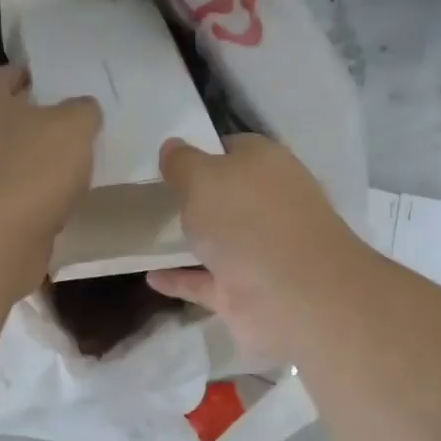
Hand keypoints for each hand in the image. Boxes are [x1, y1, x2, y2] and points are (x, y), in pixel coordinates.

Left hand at [0, 66, 101, 295]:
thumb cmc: (31, 168)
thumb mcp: (74, 126)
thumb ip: (83, 111)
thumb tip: (83, 110)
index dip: (22, 76)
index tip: (48, 83)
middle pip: (0, 120)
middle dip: (30, 123)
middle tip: (68, 126)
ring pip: (6, 161)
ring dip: (32, 164)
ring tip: (69, 168)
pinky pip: (11, 198)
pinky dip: (31, 199)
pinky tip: (59, 205)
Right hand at [146, 134, 371, 359]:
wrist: (293, 295)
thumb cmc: (246, 219)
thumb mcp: (202, 177)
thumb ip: (181, 163)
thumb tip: (172, 146)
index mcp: (267, 165)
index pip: (233, 149)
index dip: (201, 152)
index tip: (167, 162)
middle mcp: (268, 205)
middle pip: (228, 196)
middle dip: (197, 197)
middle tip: (151, 196)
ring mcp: (260, 251)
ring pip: (219, 240)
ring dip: (190, 239)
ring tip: (147, 234)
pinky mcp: (246, 291)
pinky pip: (205, 281)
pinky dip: (181, 279)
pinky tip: (150, 276)